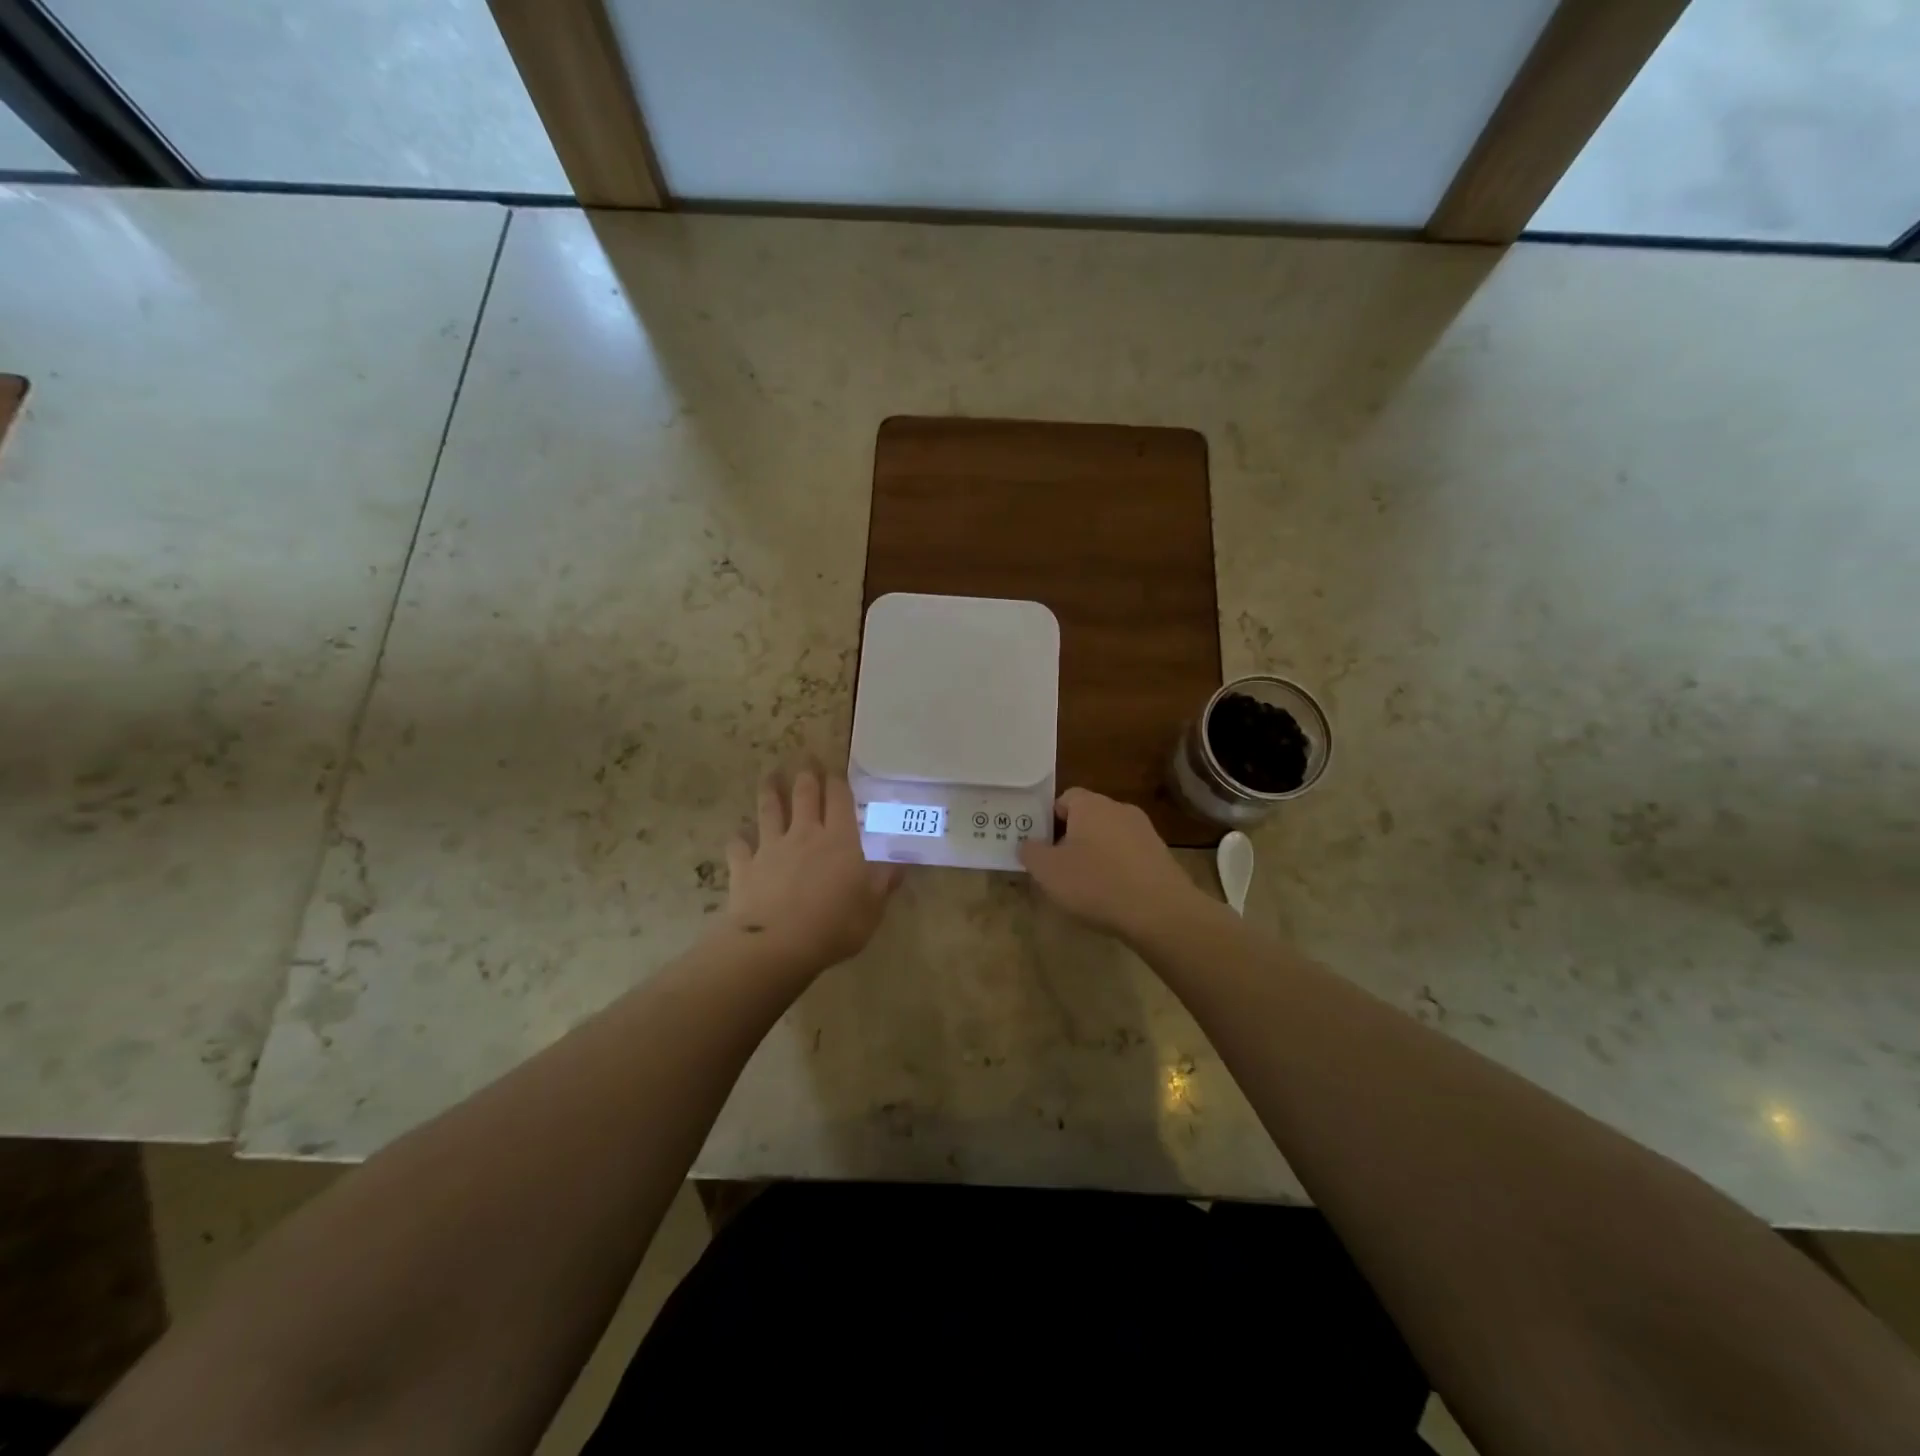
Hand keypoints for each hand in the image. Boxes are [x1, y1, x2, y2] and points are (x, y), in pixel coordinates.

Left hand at [721, 767, 899, 974]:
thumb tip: (901, 864)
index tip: (835, 768)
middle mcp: (805, 834)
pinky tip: (738, 835)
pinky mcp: (745, 867)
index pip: (840, 799)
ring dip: (770, 791)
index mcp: (840, 839)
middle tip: (805, 760)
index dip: (838, 781)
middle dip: (806, 775)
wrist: (776, 944)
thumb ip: (884, 882)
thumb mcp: (872, 908)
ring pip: (770, 810)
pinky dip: (739, 838)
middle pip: (805, 795)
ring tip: (769, 776)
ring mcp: (771, 848)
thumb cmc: (834, 925)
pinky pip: (739, 846)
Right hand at [1018, 788, 1212, 943]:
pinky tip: (1113, 894)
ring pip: (1109, 836)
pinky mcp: (1161, 854)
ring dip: (1096, 854)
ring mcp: (1145, 830)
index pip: (1064, 798)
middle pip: (1087, 817)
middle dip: (1072, 838)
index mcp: (1090, 805)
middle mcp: (1119, 808)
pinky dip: (1118, 868)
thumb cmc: (1096, 884)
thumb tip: (1028, 844)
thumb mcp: (1048, 871)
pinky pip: (1129, 854)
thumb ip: (1031, 852)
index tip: (1041, 846)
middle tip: (1058, 867)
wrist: (1160, 911)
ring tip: (1086, 886)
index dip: (1049, 819)